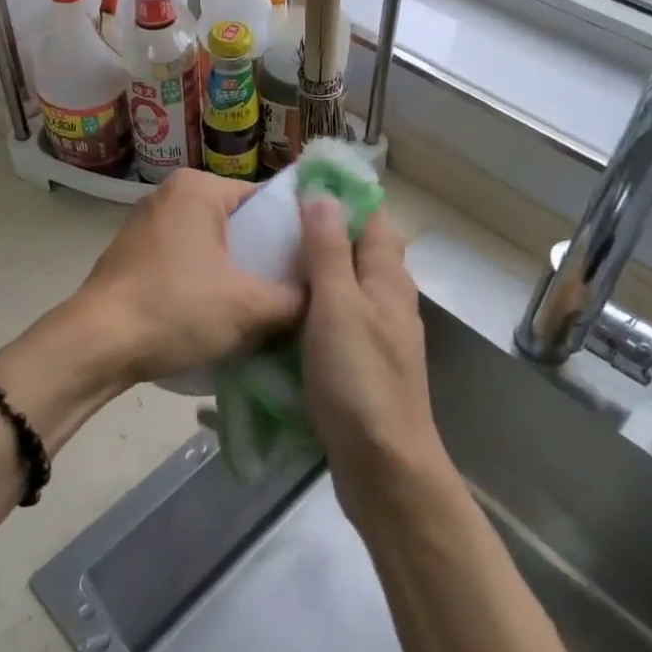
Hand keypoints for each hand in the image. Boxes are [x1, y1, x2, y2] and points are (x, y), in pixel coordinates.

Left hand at [73, 170, 303, 389]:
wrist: (95, 346)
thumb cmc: (175, 309)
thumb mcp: (249, 307)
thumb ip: (296, 298)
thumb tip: (324, 298)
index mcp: (198, 187)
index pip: (266, 201)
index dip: (294, 234)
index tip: (312, 268)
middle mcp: (170, 195)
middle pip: (239, 223)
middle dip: (264, 257)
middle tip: (291, 292)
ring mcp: (146, 223)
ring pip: (211, 244)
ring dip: (235, 272)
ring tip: (260, 307)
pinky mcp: (133, 253)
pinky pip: (185, 259)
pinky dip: (205, 280)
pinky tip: (218, 312)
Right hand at [297, 198, 448, 513]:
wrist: (383, 466)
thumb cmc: (359, 380)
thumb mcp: (338, 307)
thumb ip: (329, 251)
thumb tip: (323, 194)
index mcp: (387, 277)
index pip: (370, 218)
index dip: (339, 196)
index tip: (296, 184)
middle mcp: (387, 298)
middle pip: (355, 250)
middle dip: (318, 230)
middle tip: (268, 223)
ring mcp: (374, 332)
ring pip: (341, 286)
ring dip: (310, 270)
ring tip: (264, 259)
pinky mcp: (358, 361)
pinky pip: (332, 319)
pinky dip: (308, 307)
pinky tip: (277, 312)